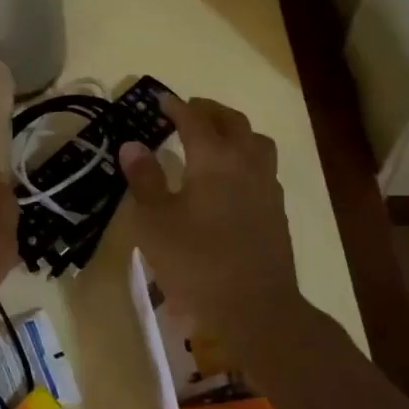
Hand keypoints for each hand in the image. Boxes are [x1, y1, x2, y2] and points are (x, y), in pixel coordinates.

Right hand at [119, 96, 312, 351]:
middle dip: (209, 111)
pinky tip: (230, 177)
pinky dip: (245, 157)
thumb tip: (132, 145)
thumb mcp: (155, 222)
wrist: (255, 308)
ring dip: (234, 131)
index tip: (159, 99)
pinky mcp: (276, 210)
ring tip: (214, 138)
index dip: (176, 107)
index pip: (195, 120)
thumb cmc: (196, 262)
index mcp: (214, 160)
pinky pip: (262, 167)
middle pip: (232, 122)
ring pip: (256, 142)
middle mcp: (246, 163)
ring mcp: (267, 186)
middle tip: (187, 111)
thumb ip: (144, 179)